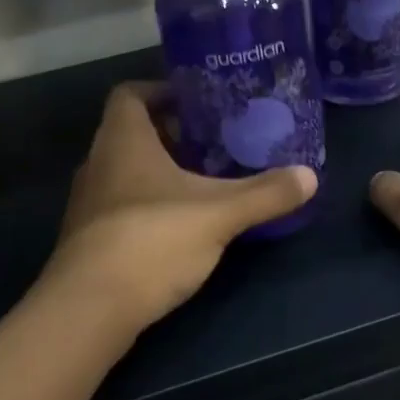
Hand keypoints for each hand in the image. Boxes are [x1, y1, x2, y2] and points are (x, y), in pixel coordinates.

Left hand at [39, 81, 317, 337]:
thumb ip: (265, 194)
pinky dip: (149, 202)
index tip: (197, 101)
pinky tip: (179, 224)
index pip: (130, 94)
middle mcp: (98, 162)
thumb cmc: (152, 240)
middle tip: (213, 142)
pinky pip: (121, 203)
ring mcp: (89, 202)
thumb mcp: (220, 214)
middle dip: (171, 133)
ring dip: (160, 170)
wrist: (89, 308)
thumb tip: (310, 177)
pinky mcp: (89, 237)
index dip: (161, 91)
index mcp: (123, 140)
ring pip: (125, 170)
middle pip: (131, 132)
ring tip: (203, 181)